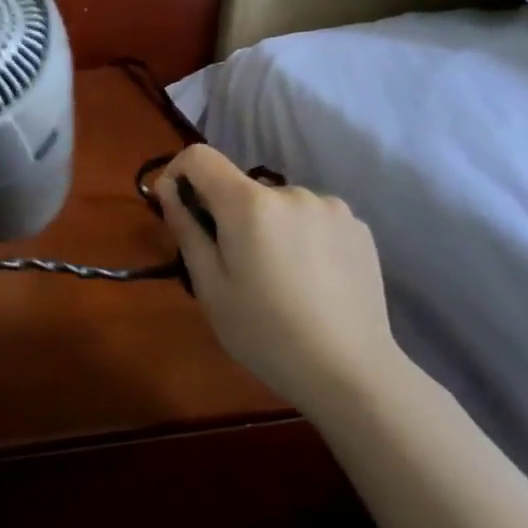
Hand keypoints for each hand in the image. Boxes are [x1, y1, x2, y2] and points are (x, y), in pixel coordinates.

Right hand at [155, 143, 396, 411]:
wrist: (350, 371)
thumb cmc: (264, 332)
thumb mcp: (209, 285)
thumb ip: (186, 229)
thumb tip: (168, 190)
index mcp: (249, 204)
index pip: (200, 157)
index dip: (177, 173)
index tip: (174, 206)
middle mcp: (291, 192)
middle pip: (240, 187)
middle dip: (224, 213)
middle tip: (228, 264)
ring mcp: (332, 207)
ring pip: (277, 205)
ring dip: (264, 225)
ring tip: (273, 276)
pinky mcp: (359, 227)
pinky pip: (311, 219)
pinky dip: (298, 236)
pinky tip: (307, 279)